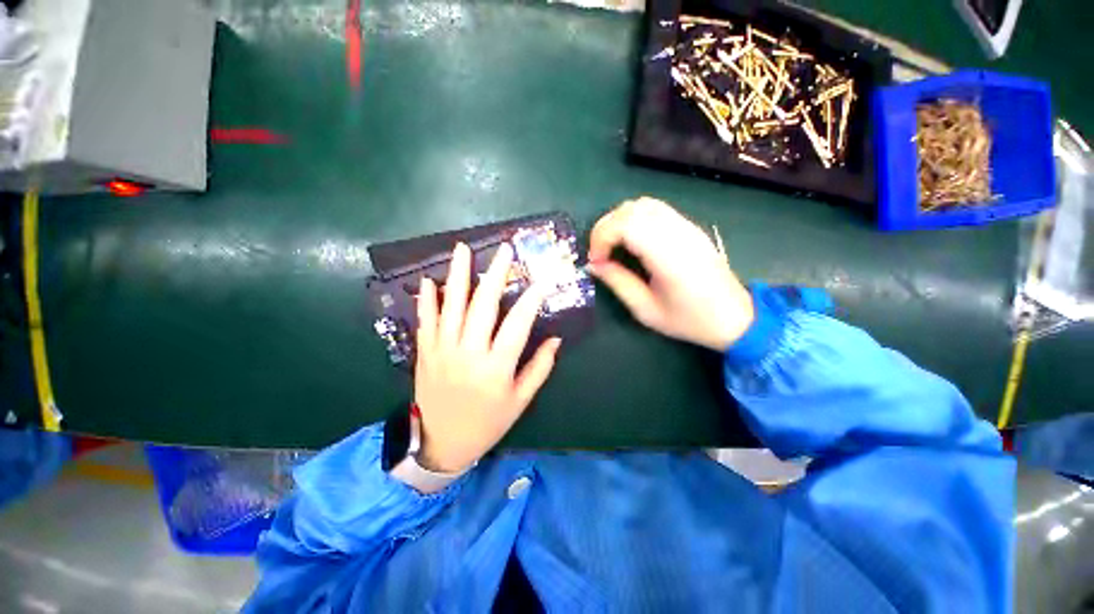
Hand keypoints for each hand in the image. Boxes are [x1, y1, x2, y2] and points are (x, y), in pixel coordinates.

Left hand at [414, 242, 560, 473]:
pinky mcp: (425, 353)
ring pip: (451, 306)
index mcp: (496, 367)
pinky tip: (430, 280)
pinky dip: (427, 300)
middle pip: (483, 305)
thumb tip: (556, 339)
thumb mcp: (520, 401)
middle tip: (504, 250)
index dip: (532, 299)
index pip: (518, 324)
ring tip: (462, 249)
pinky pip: (425, 321)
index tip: (542, 280)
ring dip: (458, 275)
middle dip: (496, 274)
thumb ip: (540, 368)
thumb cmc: (488, 423)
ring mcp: (442, 351)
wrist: (441, 445)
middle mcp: (469, 353)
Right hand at [588, 197, 754, 350]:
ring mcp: (686, 226)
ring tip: (612, 246)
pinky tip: (631, 240)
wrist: (735, 317)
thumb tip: (593, 265)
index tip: (596, 261)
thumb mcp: (645, 310)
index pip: (627, 224)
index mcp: (669, 256)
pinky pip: (655, 209)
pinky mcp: (689, 226)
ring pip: (643, 204)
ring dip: (619, 221)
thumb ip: (617, 283)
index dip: (602, 237)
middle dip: (605, 228)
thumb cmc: (689, 320)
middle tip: (599, 254)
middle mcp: (678, 233)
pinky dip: (634, 219)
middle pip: (632, 209)